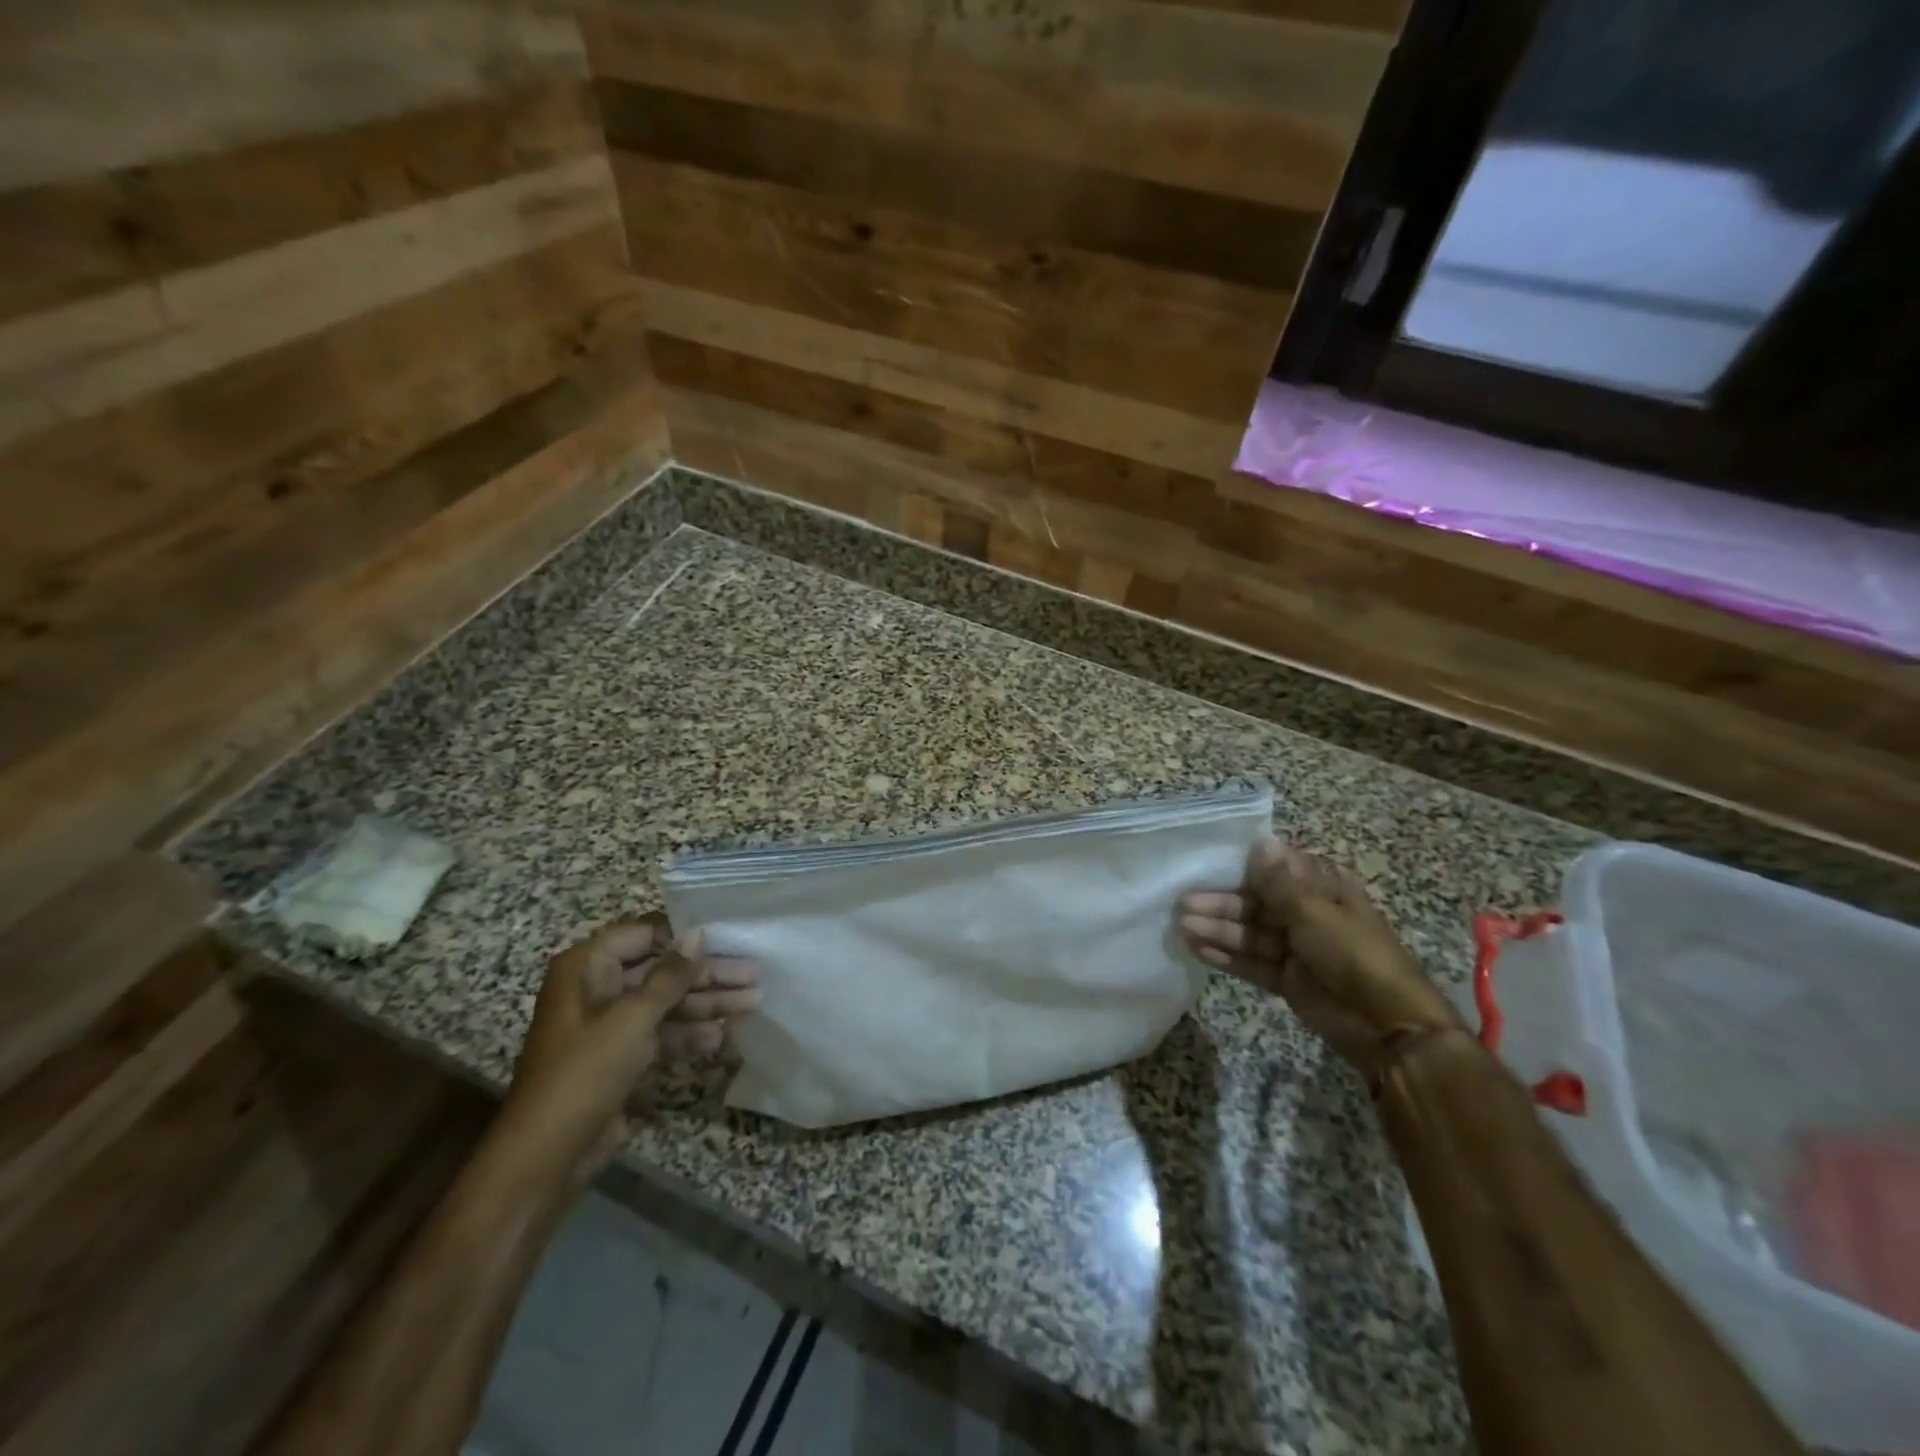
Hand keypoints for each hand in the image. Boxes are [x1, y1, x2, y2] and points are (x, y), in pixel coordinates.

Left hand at [506, 917, 759, 1180]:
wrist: (546, 1157)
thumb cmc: (585, 1072)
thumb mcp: (632, 1018)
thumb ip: (670, 976)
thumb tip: (697, 935)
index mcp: (587, 968)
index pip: (644, 935)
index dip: (685, 936)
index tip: (727, 935)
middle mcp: (598, 990)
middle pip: (662, 971)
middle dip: (708, 974)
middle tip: (754, 973)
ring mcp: (611, 1026)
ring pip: (667, 1003)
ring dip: (707, 1004)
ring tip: (754, 1002)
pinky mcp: (622, 1058)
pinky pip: (662, 1034)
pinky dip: (690, 1035)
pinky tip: (723, 1038)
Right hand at [1179, 839, 1461, 1075]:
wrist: (1387, 1025)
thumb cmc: (1354, 954)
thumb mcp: (1315, 911)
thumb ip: (1280, 881)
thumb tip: (1260, 840)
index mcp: (1323, 889)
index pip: (1276, 869)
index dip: (1242, 866)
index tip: (1206, 863)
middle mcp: (1307, 913)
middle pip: (1256, 903)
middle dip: (1221, 904)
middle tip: (1184, 904)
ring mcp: (1296, 948)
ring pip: (1250, 933)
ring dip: (1218, 930)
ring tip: (1182, 928)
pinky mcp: (1287, 978)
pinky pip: (1252, 962)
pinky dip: (1227, 956)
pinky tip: (1197, 950)